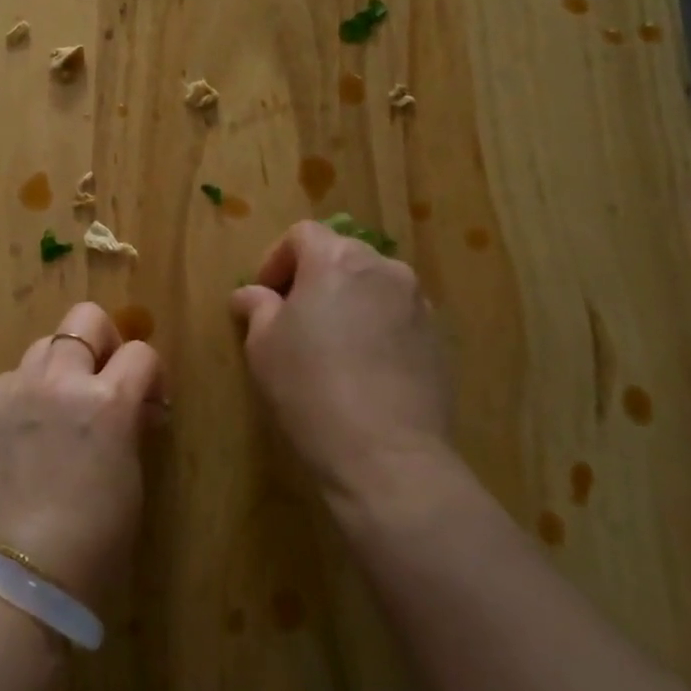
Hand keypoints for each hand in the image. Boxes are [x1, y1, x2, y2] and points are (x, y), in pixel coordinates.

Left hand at [0, 303, 162, 604]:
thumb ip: (128, 426)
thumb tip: (131, 409)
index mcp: (107, 401)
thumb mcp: (129, 478)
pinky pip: (11, 379)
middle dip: (103, 341)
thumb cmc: (91, 543)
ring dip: (61, 366)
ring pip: (45, 344)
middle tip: (102, 381)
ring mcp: (15, 387)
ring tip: (58, 408)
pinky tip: (22, 435)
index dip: (150, 375)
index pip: (142, 354)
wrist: (12, 576)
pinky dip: (24, 395)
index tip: (148, 403)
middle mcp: (60, 380)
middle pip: (86, 319)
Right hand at [230, 220, 455, 507]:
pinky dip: (376, 328)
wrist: (386, 455)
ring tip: (331, 344)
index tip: (265, 296)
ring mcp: (417, 304)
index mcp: (336, 261)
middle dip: (314, 278)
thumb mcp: (262, 346)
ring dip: (348, 302)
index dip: (277, 259)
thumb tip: (252, 295)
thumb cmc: (309, 388)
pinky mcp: (438, 341)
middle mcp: (383, 269)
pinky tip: (363, 368)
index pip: (303, 235)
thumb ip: (257, 308)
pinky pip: (397, 318)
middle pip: (342, 256)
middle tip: (293, 318)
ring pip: (373, 286)